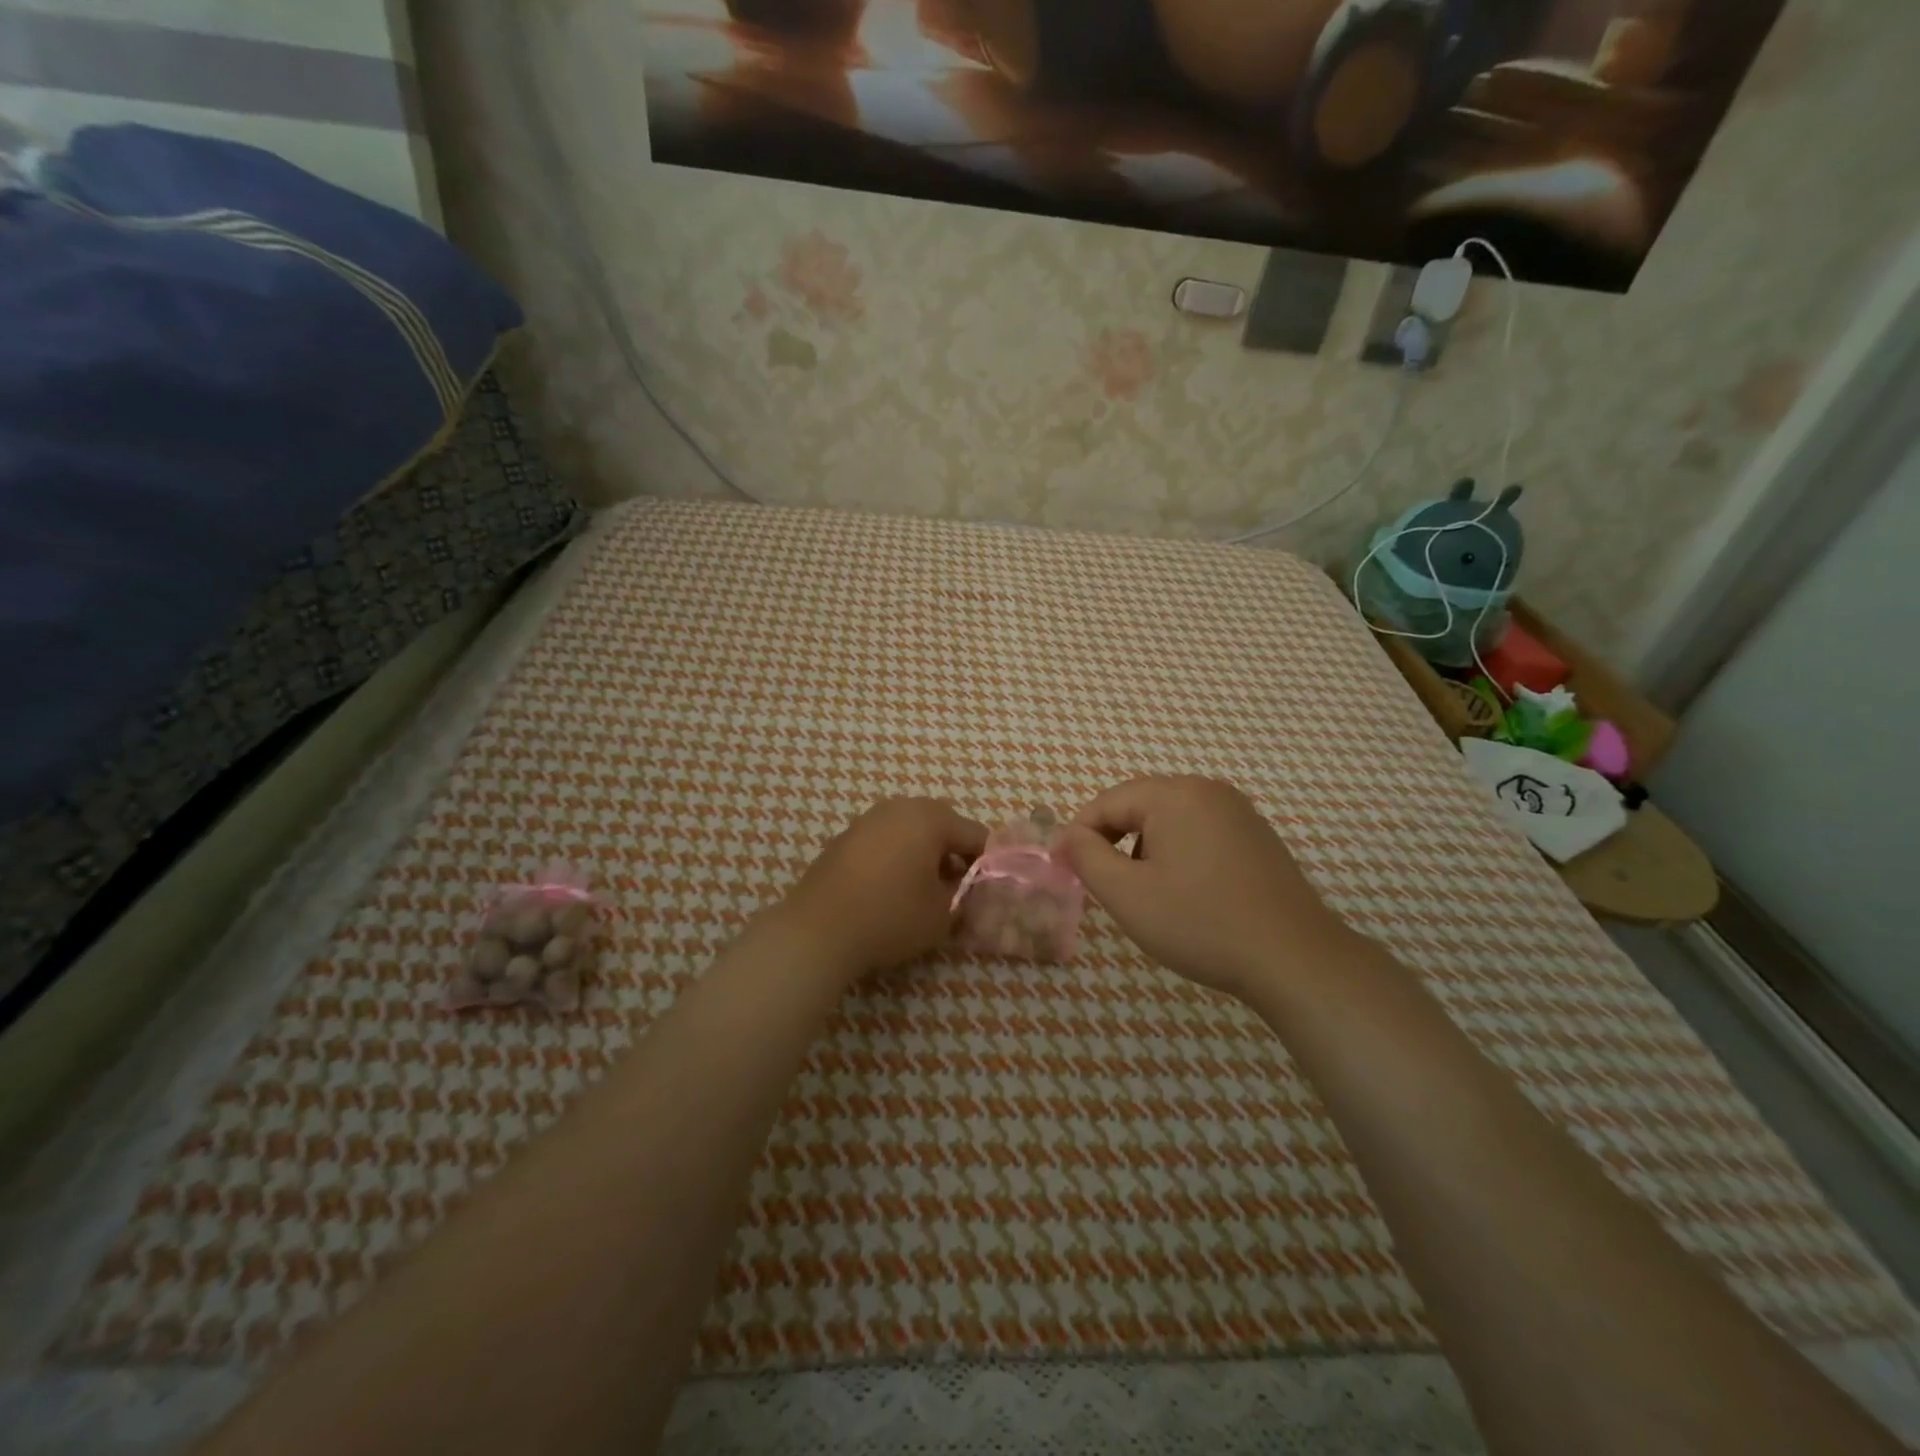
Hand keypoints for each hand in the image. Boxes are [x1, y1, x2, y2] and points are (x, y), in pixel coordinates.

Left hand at [782, 798, 988, 978]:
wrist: (817, 930)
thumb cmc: (890, 916)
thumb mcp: (943, 914)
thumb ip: (964, 895)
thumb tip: (968, 887)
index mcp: (931, 817)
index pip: (976, 835)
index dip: (987, 864)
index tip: (986, 892)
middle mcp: (900, 807)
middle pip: (943, 826)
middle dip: (955, 856)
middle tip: (956, 891)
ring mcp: (869, 819)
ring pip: (912, 831)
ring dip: (925, 855)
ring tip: (924, 892)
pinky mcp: (846, 837)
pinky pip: (886, 840)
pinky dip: (897, 858)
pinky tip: (891, 890)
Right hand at [1056, 776, 1348, 999]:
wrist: (1293, 957)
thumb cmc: (1199, 922)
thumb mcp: (1126, 893)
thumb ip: (1085, 856)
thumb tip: (1066, 835)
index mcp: (1174, 794)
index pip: (1107, 802)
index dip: (1079, 835)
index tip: (1067, 871)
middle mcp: (1207, 790)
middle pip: (1139, 806)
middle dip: (1114, 842)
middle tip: (1106, 886)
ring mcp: (1238, 811)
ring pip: (1169, 820)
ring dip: (1146, 849)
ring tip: (1148, 895)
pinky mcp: (1258, 836)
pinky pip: (1200, 832)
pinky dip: (1179, 855)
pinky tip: (1187, 894)